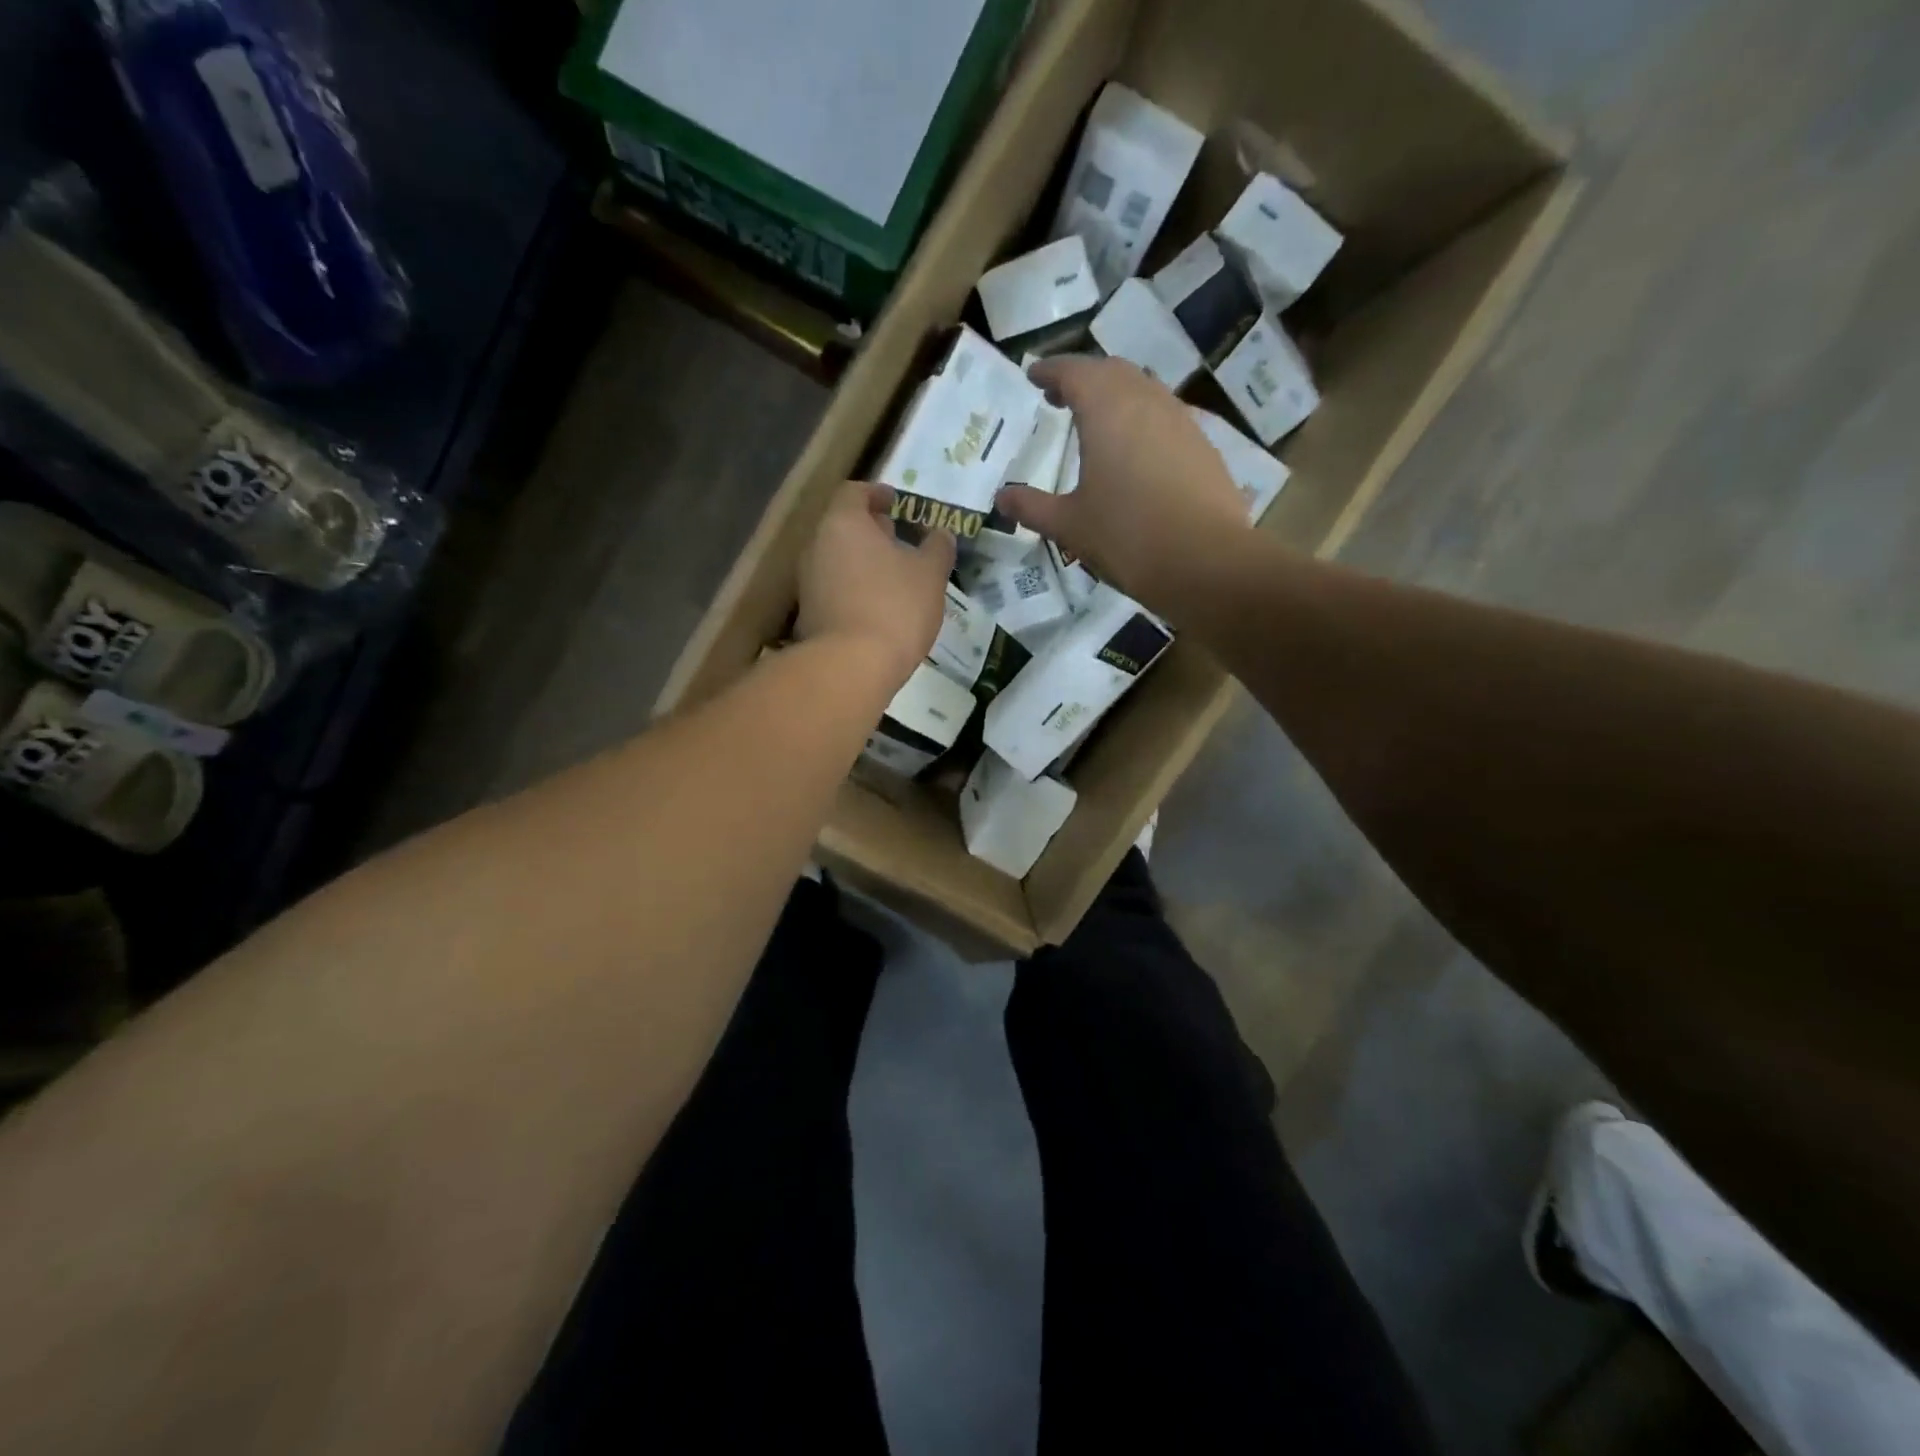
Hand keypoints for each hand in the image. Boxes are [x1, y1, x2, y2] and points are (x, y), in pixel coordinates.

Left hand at [796, 482, 955, 686]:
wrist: (851, 667)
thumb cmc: (895, 607)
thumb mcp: (930, 575)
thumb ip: (937, 548)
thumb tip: (941, 533)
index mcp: (843, 524)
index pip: (854, 492)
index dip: (877, 494)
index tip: (896, 503)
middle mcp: (816, 546)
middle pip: (843, 527)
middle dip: (871, 531)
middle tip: (899, 540)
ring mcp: (807, 583)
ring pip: (838, 560)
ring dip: (863, 563)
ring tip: (894, 578)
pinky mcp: (808, 616)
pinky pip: (834, 591)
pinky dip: (854, 591)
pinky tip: (878, 609)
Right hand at [995, 356, 1249, 609]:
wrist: (1206, 561)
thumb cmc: (1127, 537)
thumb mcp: (1069, 525)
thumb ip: (1032, 507)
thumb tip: (1002, 498)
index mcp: (1107, 410)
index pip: (1074, 371)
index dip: (1051, 370)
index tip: (1033, 375)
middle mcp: (1146, 401)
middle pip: (1111, 372)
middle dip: (1083, 378)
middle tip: (1060, 397)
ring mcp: (1181, 420)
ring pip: (1143, 390)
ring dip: (1116, 395)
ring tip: (1097, 421)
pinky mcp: (1203, 445)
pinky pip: (1165, 416)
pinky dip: (1142, 419)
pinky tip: (1136, 451)